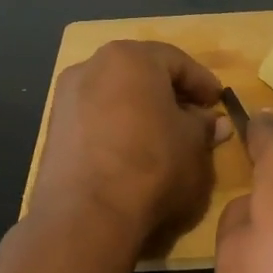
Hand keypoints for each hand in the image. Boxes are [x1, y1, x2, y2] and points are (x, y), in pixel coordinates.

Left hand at [27, 40, 227, 254]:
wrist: (87, 214)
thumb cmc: (152, 166)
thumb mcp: (193, 145)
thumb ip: (204, 127)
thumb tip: (214, 123)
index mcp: (131, 58)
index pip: (176, 61)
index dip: (202, 82)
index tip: (218, 101)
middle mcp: (92, 65)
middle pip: (140, 72)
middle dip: (169, 92)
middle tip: (193, 116)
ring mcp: (66, 96)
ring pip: (115, 94)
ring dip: (141, 109)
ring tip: (163, 135)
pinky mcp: (54, 127)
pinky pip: (95, 117)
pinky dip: (117, 125)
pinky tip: (132, 149)